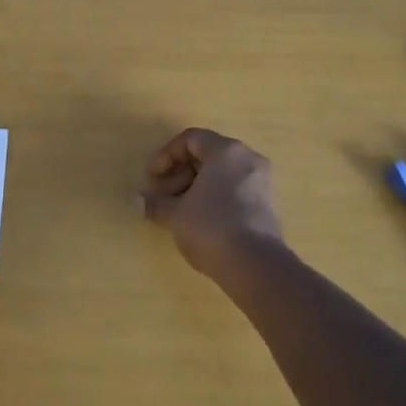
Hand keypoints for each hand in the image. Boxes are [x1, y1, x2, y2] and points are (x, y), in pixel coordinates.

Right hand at [140, 128, 284, 278]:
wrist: (256, 266)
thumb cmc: (211, 227)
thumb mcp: (175, 215)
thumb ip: (155, 203)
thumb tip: (138, 202)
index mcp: (226, 151)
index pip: (191, 139)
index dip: (166, 156)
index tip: (152, 179)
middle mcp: (248, 159)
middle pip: (207, 155)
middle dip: (179, 174)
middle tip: (163, 197)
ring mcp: (262, 182)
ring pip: (221, 175)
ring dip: (195, 188)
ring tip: (179, 213)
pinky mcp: (267, 206)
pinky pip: (235, 191)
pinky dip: (214, 199)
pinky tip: (200, 223)